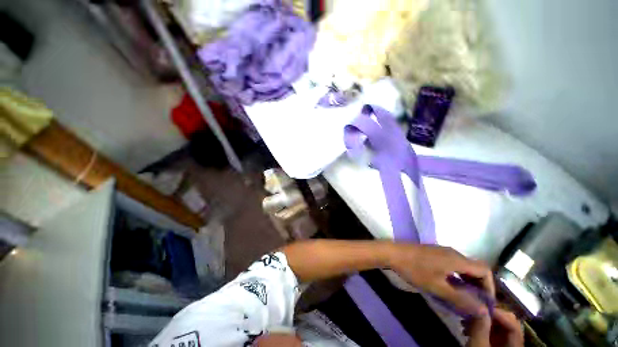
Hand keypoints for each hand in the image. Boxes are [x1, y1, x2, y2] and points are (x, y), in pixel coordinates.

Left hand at [388, 244, 494, 314]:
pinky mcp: (433, 252)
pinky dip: (457, 276)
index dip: (490, 286)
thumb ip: (461, 299)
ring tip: (464, 297)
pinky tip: (449, 285)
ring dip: (467, 281)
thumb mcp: (437, 287)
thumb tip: (483, 310)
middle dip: (479, 285)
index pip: (485, 270)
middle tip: (475, 302)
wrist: (393, 252)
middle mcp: (452, 252)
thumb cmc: (415, 269)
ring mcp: (442, 251)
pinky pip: (452, 264)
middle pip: (474, 268)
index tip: (486, 302)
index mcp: (457, 259)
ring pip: (463, 266)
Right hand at [464, 308, 523, 346]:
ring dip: (482, 320)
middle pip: (508, 323)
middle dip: (488, 315)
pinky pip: (492, 331)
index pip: (513, 324)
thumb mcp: (477, 346)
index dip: (498, 314)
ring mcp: (506, 344)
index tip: (479, 306)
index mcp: (515, 346)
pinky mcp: (496, 345)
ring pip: (498, 325)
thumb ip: (480, 328)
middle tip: (471, 312)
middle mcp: (514, 343)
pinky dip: (480, 326)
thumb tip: (480, 306)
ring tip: (465, 321)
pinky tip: (467, 328)